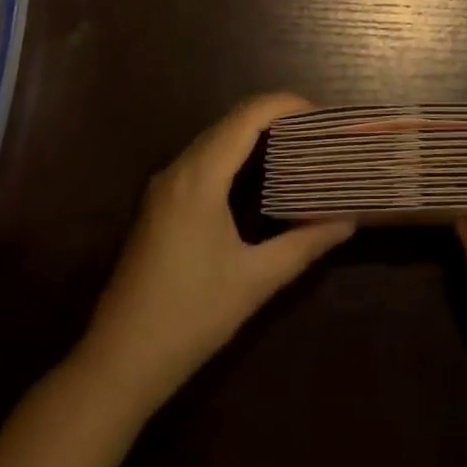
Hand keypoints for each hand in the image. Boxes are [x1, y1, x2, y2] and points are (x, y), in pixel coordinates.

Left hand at [80, 93, 354, 415]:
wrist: (119, 361)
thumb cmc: (190, 317)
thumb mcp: (255, 281)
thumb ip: (304, 245)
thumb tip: (347, 221)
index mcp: (199, 177)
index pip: (248, 115)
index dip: (287, 105)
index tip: (324, 117)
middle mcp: (178, 169)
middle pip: (231, 121)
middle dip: (276, 118)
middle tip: (318, 135)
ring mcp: (164, 186)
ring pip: (215, 139)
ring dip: (255, 136)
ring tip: (298, 150)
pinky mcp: (159, 204)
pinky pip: (202, 160)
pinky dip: (235, 155)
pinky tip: (260, 179)